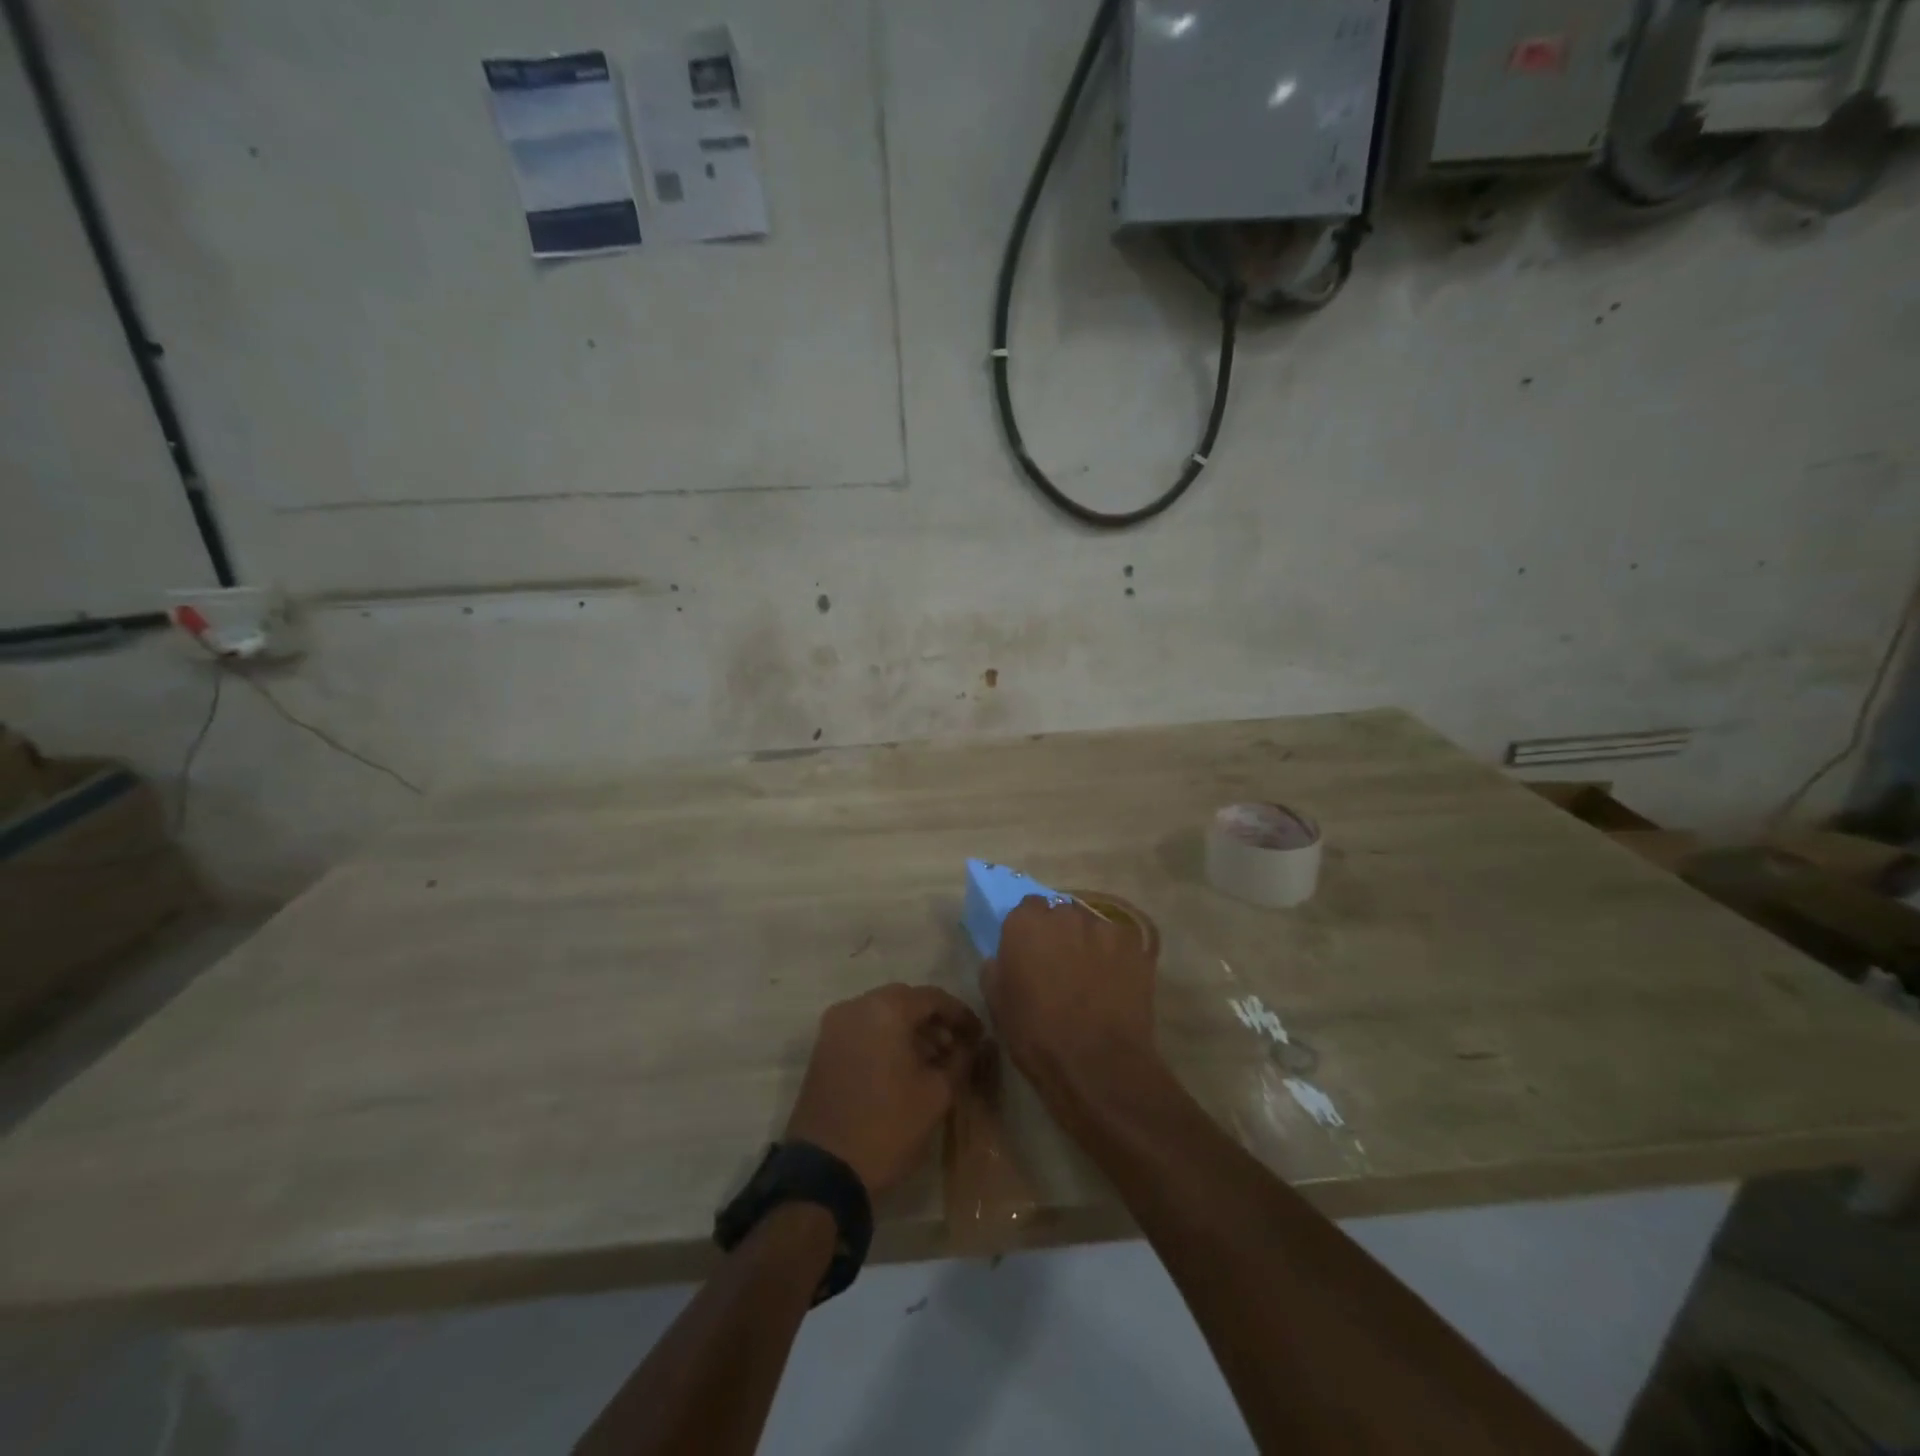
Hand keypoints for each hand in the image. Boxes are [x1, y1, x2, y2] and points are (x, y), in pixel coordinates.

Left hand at [786, 985, 983, 1196]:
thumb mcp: (937, 1094)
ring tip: (933, 1060)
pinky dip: (886, 1039)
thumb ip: (960, 1060)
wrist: (823, 1171)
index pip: (932, 997)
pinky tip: (903, 1067)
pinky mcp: (823, 1048)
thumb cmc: (887, 1127)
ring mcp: (834, 1026)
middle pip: (905, 1000)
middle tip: (957, 1046)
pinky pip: (863, 1029)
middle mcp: (856, 1006)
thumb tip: (972, 1044)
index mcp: (886, 1010)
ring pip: (882, 1013)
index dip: (960, 1014)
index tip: (979, 1035)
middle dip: (934, 1020)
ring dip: (909, 1030)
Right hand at [982, 897, 1159, 1102]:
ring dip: (1089, 943)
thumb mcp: (997, 1004)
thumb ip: (996, 968)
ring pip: (1092, 926)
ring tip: (1092, 976)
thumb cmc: (1036, 1035)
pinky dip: (1116, 957)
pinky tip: (1116, 984)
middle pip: (1061, 913)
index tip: (1031, 951)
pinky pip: (1120, 943)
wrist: (1097, 1064)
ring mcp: (1103, 927)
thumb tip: (1001, 958)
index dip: (1030, 929)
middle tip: (1061, 964)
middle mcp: (1064, 915)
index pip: (1027, 907)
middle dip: (1060, 933)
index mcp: (1026, 924)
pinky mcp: (1134, 946)